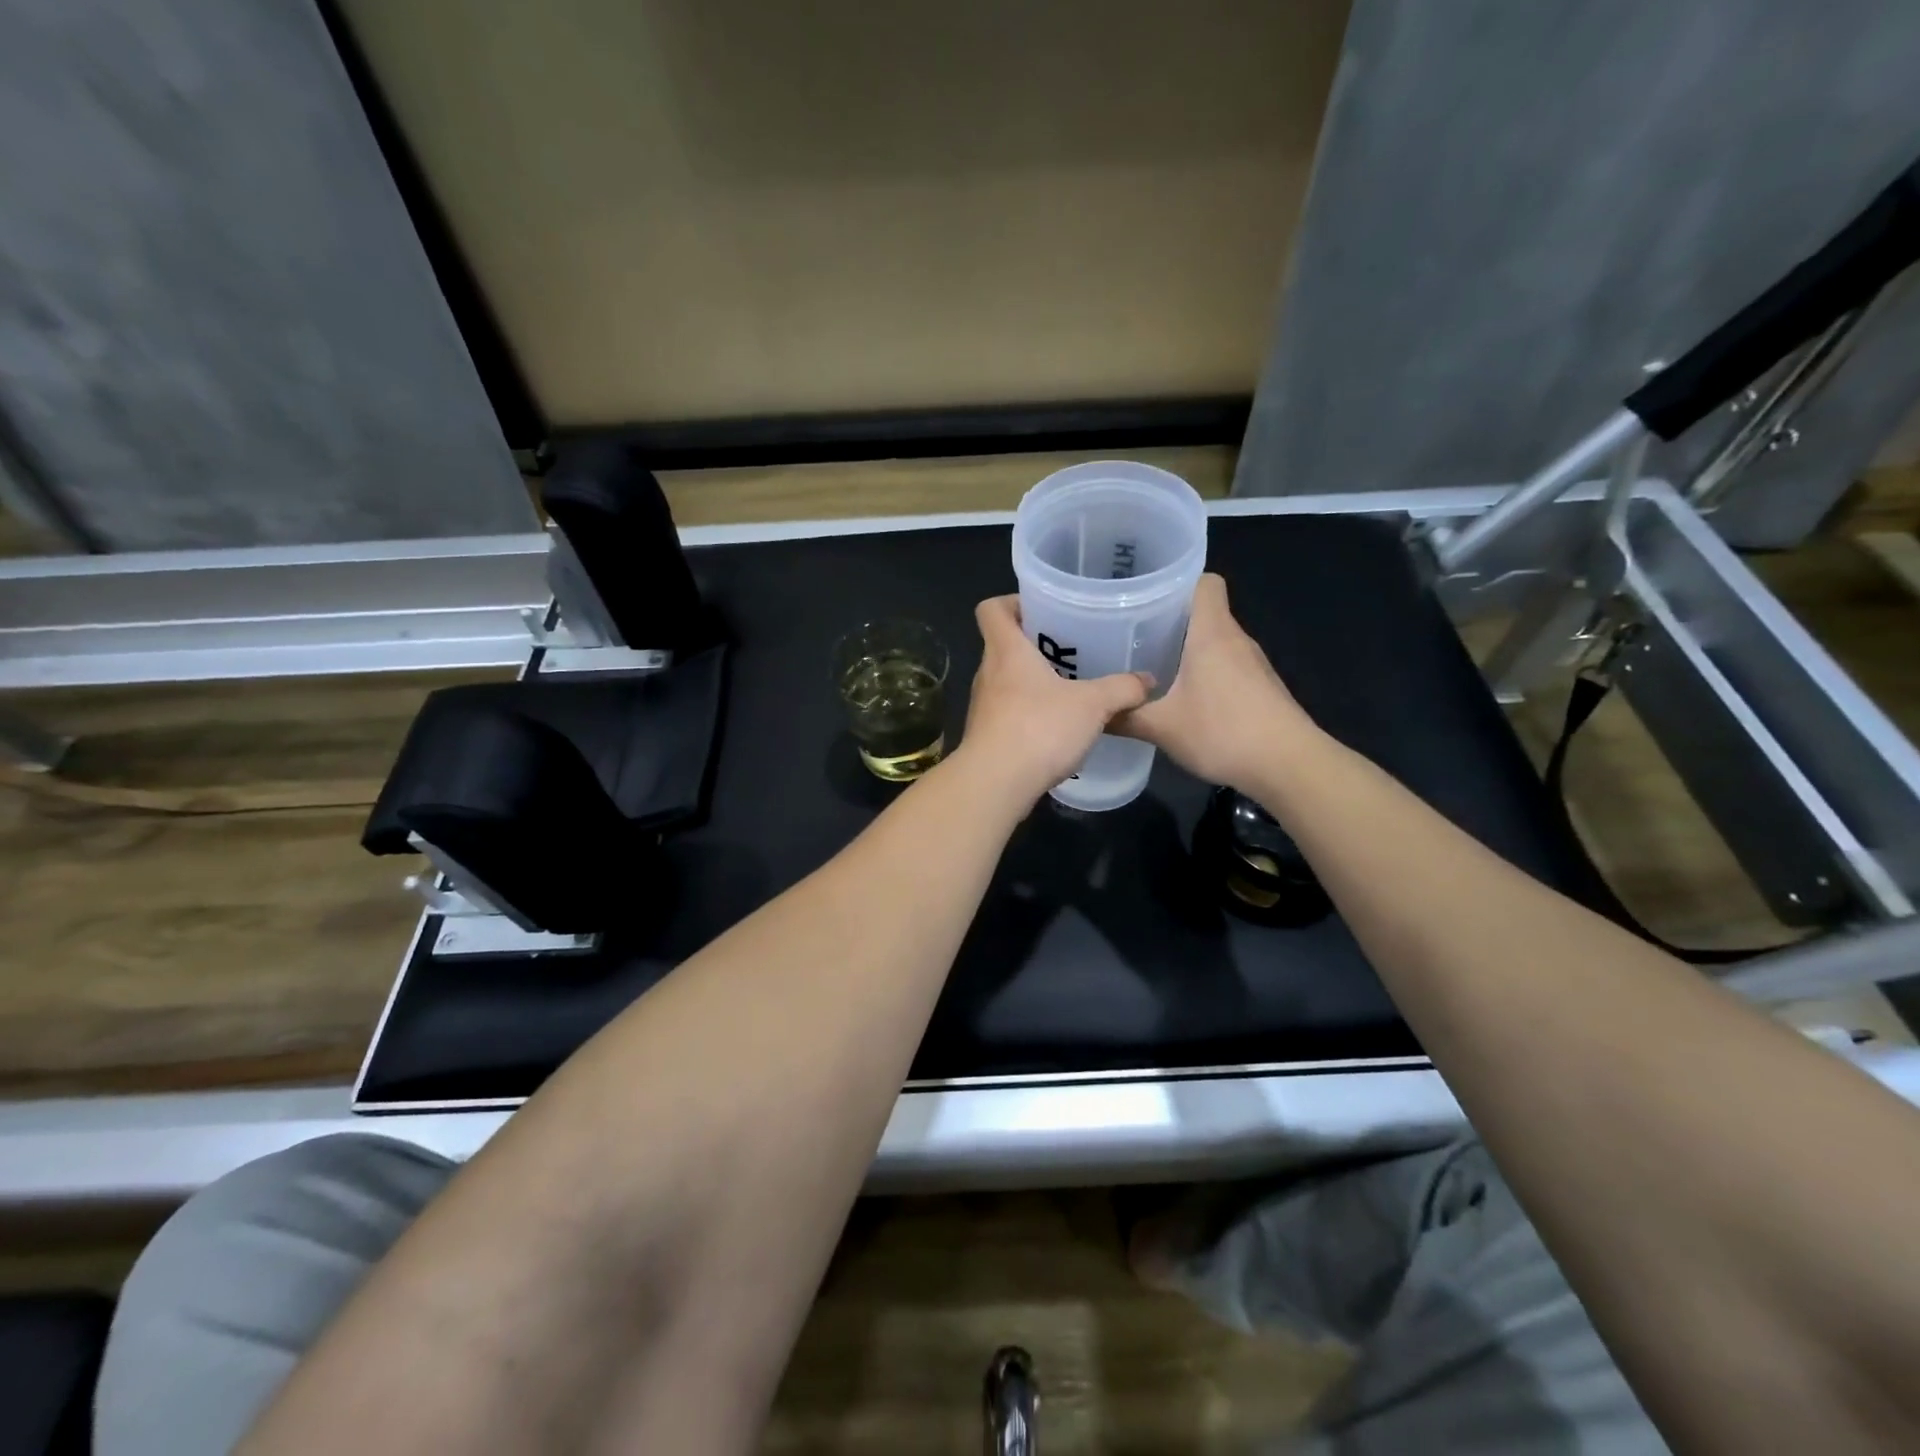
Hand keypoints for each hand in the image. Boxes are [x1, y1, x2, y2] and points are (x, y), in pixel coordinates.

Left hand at [956, 595, 1152, 805]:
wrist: (995, 784)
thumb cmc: (1039, 729)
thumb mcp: (1092, 705)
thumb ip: (1122, 689)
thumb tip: (1147, 680)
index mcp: (1006, 650)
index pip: (992, 609)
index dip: (1012, 602)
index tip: (1043, 609)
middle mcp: (988, 672)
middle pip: (1004, 645)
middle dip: (1035, 644)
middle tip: (1071, 649)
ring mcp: (983, 706)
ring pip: (1007, 681)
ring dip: (1033, 681)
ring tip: (1070, 688)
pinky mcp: (986, 735)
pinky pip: (1009, 712)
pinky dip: (1029, 713)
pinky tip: (1057, 727)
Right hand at [1112, 573, 1319, 791]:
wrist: (1289, 765)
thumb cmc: (1223, 732)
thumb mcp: (1162, 727)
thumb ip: (1125, 717)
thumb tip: (1094, 712)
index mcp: (1212, 633)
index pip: (1204, 581)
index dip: (1178, 583)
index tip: (1147, 599)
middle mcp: (1235, 639)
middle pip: (1206, 612)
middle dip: (1171, 620)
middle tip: (1134, 636)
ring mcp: (1253, 664)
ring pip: (1216, 641)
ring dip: (1188, 649)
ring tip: (1152, 667)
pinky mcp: (1261, 687)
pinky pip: (1227, 665)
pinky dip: (1205, 673)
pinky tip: (1184, 698)